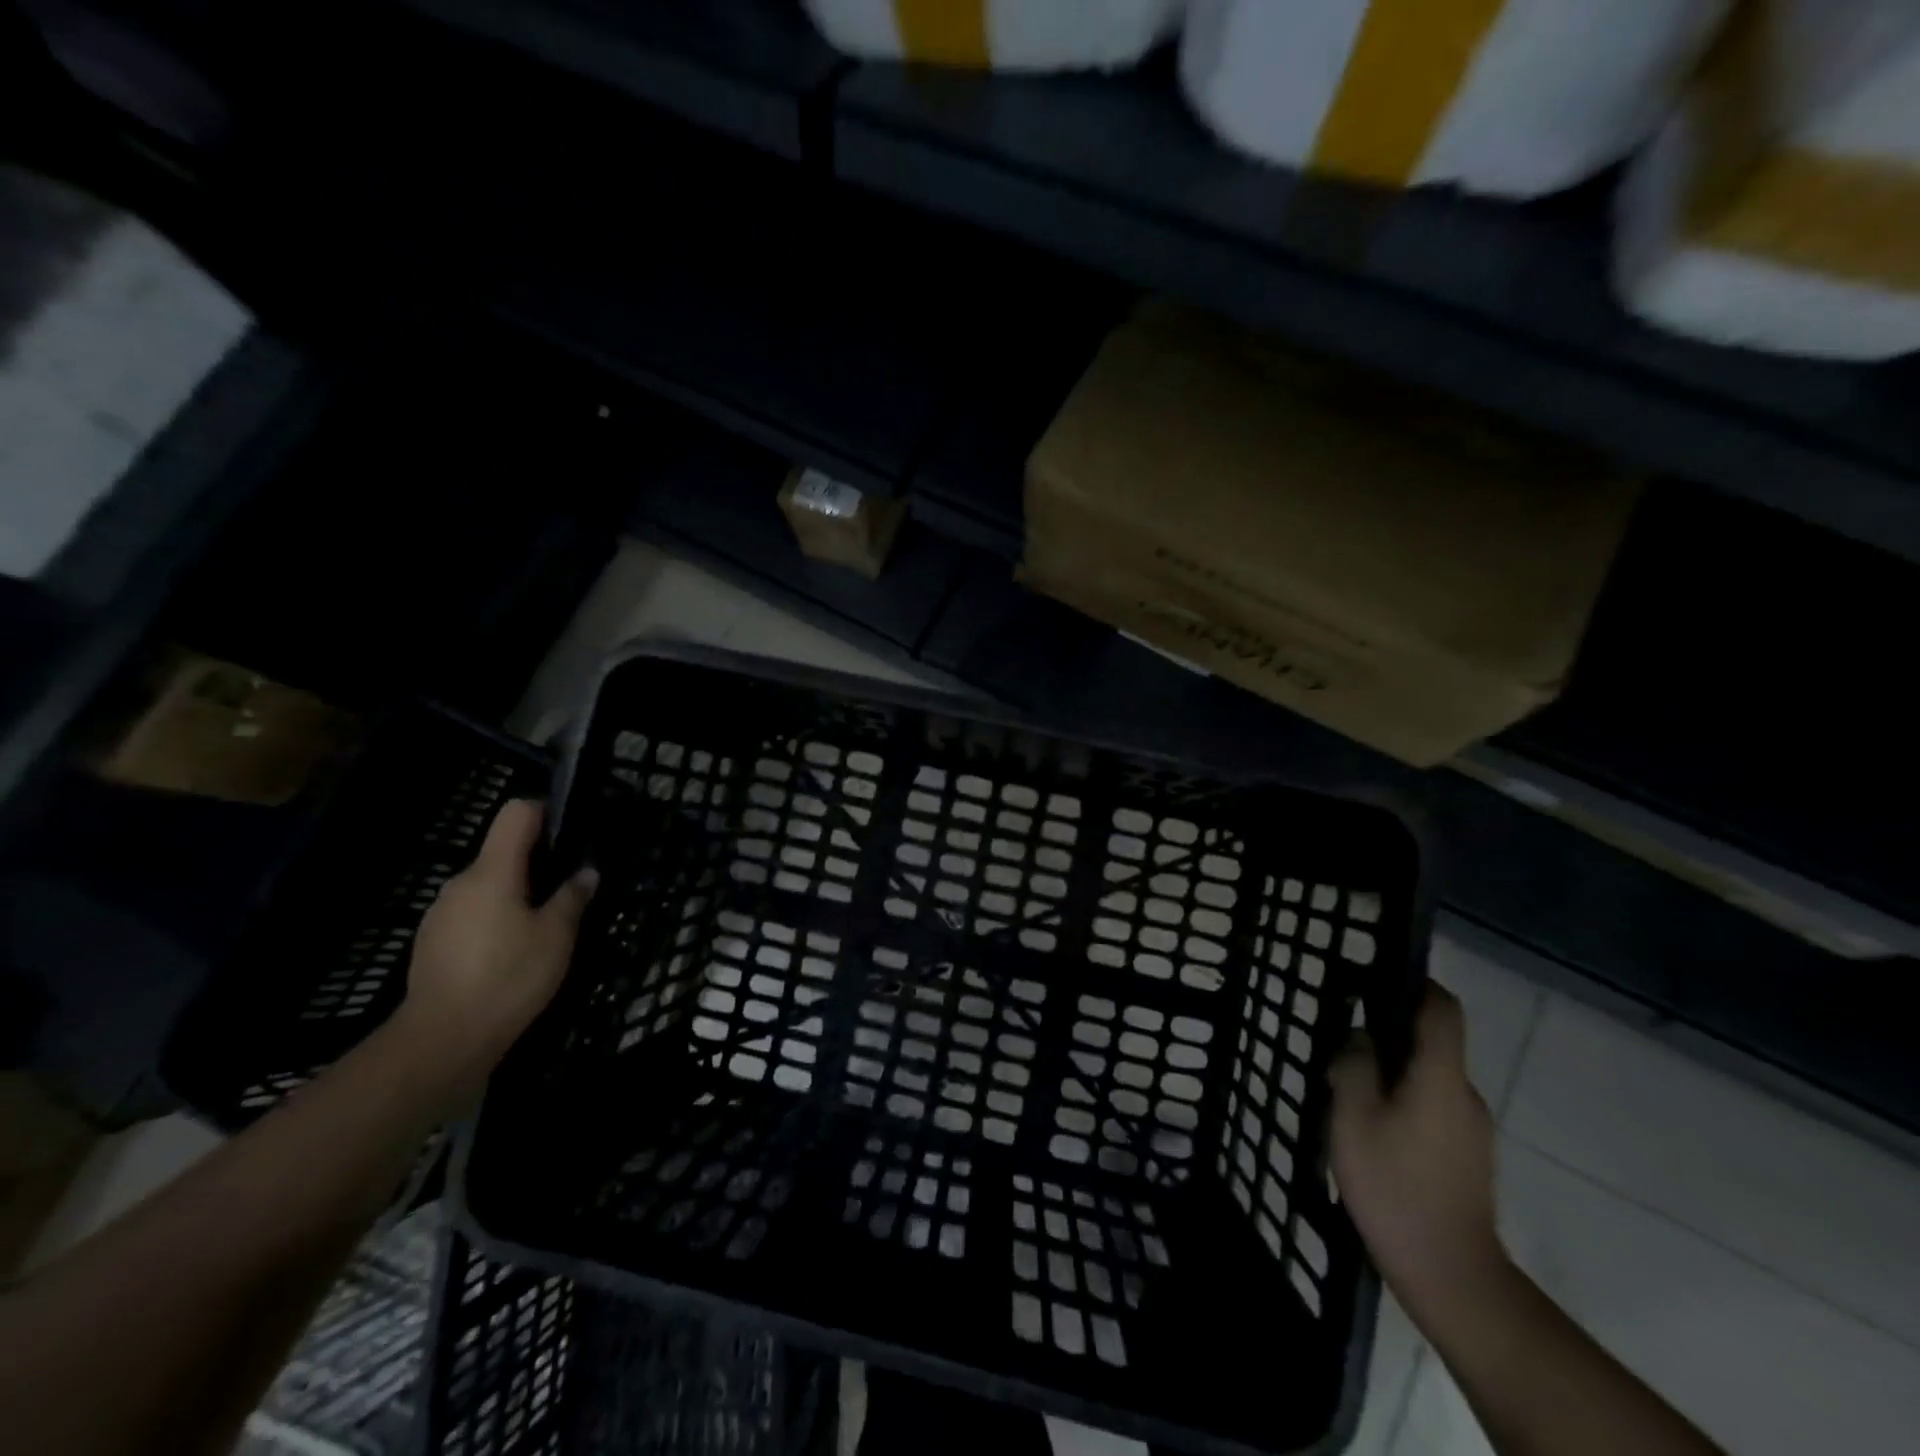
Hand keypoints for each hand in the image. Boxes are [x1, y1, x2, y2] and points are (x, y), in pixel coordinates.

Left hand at [389, 799, 595, 1102]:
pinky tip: (513, 953)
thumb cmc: (509, 976)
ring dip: (516, 896)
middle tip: (568, 891)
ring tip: (544, 928)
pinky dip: (496, 921)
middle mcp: (461, 883)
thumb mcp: (557, 935)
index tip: (569, 831)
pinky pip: (472, 915)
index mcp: (492, 871)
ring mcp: (441, 913)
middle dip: (536, 863)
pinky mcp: (432, 942)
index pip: (515, 814)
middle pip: (502, 853)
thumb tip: (586, 872)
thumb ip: (573, 897)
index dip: (545, 811)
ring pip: (488, 887)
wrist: (443, 1040)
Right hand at [1330, 984, 1507, 1328]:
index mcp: (1441, 1076)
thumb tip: (1361, 1037)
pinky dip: (1405, 1102)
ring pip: (1431, 1078)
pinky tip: (1371, 1128)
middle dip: (1391, 1034)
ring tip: (1348, 1089)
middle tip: (1344, 1042)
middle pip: (1433, 1043)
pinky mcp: (1469, 1157)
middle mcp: (1466, 1094)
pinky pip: (1434, 1108)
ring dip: (1394, 1073)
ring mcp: (1473, 1129)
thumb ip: (1354, 1065)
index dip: (1417, 983)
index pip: (1442, 1009)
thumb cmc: (1394, 1185)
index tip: (1380, 976)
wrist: (1450, 1275)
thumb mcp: (1352, 1117)